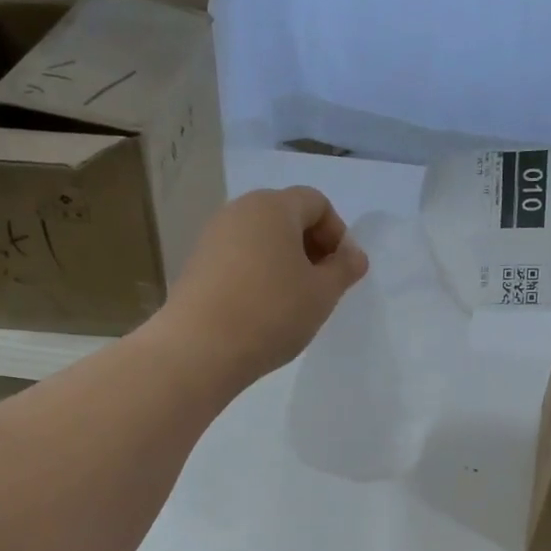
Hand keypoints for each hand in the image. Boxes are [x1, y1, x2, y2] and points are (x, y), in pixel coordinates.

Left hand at [151, 185, 369, 389]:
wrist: (200, 348)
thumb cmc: (272, 312)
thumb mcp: (322, 293)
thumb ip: (344, 269)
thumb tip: (354, 255)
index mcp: (273, 206)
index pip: (316, 202)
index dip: (337, 234)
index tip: (341, 271)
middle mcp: (239, 211)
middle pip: (286, 217)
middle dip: (310, 247)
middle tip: (320, 286)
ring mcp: (212, 237)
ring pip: (260, 240)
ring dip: (283, 263)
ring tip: (292, 302)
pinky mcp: (196, 265)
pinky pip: (238, 259)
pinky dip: (257, 275)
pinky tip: (261, 310)